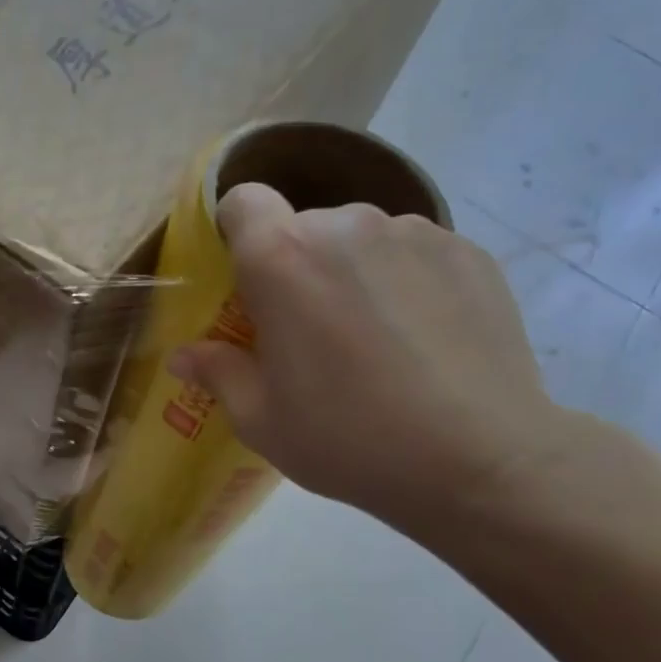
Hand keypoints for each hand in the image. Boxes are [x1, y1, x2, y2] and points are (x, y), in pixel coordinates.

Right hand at [169, 183, 578, 543]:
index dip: (237, 233)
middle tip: (311, 332)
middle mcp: (346, 225)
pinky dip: (405, 281)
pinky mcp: (468, 251)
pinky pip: (414, 253)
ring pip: (362, 239)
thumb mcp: (261, 419)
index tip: (247, 282)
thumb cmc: (348, 439)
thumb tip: (183, 356)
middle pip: (304, 226)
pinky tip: (422, 340)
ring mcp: (414, 233)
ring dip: (353, 273)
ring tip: (375, 339)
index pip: (244, 202)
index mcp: (282, 259)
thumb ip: (217, 372)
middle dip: (297, 267)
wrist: (477, 459)